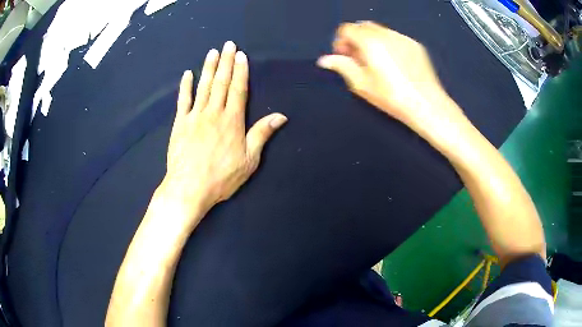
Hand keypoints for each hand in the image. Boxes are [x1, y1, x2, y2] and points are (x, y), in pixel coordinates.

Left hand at [162, 41, 287, 219]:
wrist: (189, 188)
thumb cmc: (221, 177)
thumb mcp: (249, 160)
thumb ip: (262, 134)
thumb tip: (280, 116)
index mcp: (232, 121)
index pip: (238, 89)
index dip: (240, 71)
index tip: (241, 56)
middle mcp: (213, 113)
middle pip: (221, 82)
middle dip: (226, 62)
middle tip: (229, 45)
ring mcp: (194, 116)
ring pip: (203, 86)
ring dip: (209, 68)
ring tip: (212, 52)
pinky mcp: (179, 124)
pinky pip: (183, 100)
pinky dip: (185, 86)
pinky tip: (188, 74)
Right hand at [317, 21, 462, 134]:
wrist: (427, 104)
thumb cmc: (392, 97)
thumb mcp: (362, 84)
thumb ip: (342, 66)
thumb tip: (324, 60)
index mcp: (370, 42)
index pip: (347, 29)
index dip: (341, 41)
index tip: (344, 56)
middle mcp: (386, 34)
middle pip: (363, 26)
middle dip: (356, 38)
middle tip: (358, 58)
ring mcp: (403, 38)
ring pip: (380, 30)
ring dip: (371, 40)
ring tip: (377, 62)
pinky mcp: (415, 45)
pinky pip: (395, 37)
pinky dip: (388, 44)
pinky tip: (394, 64)